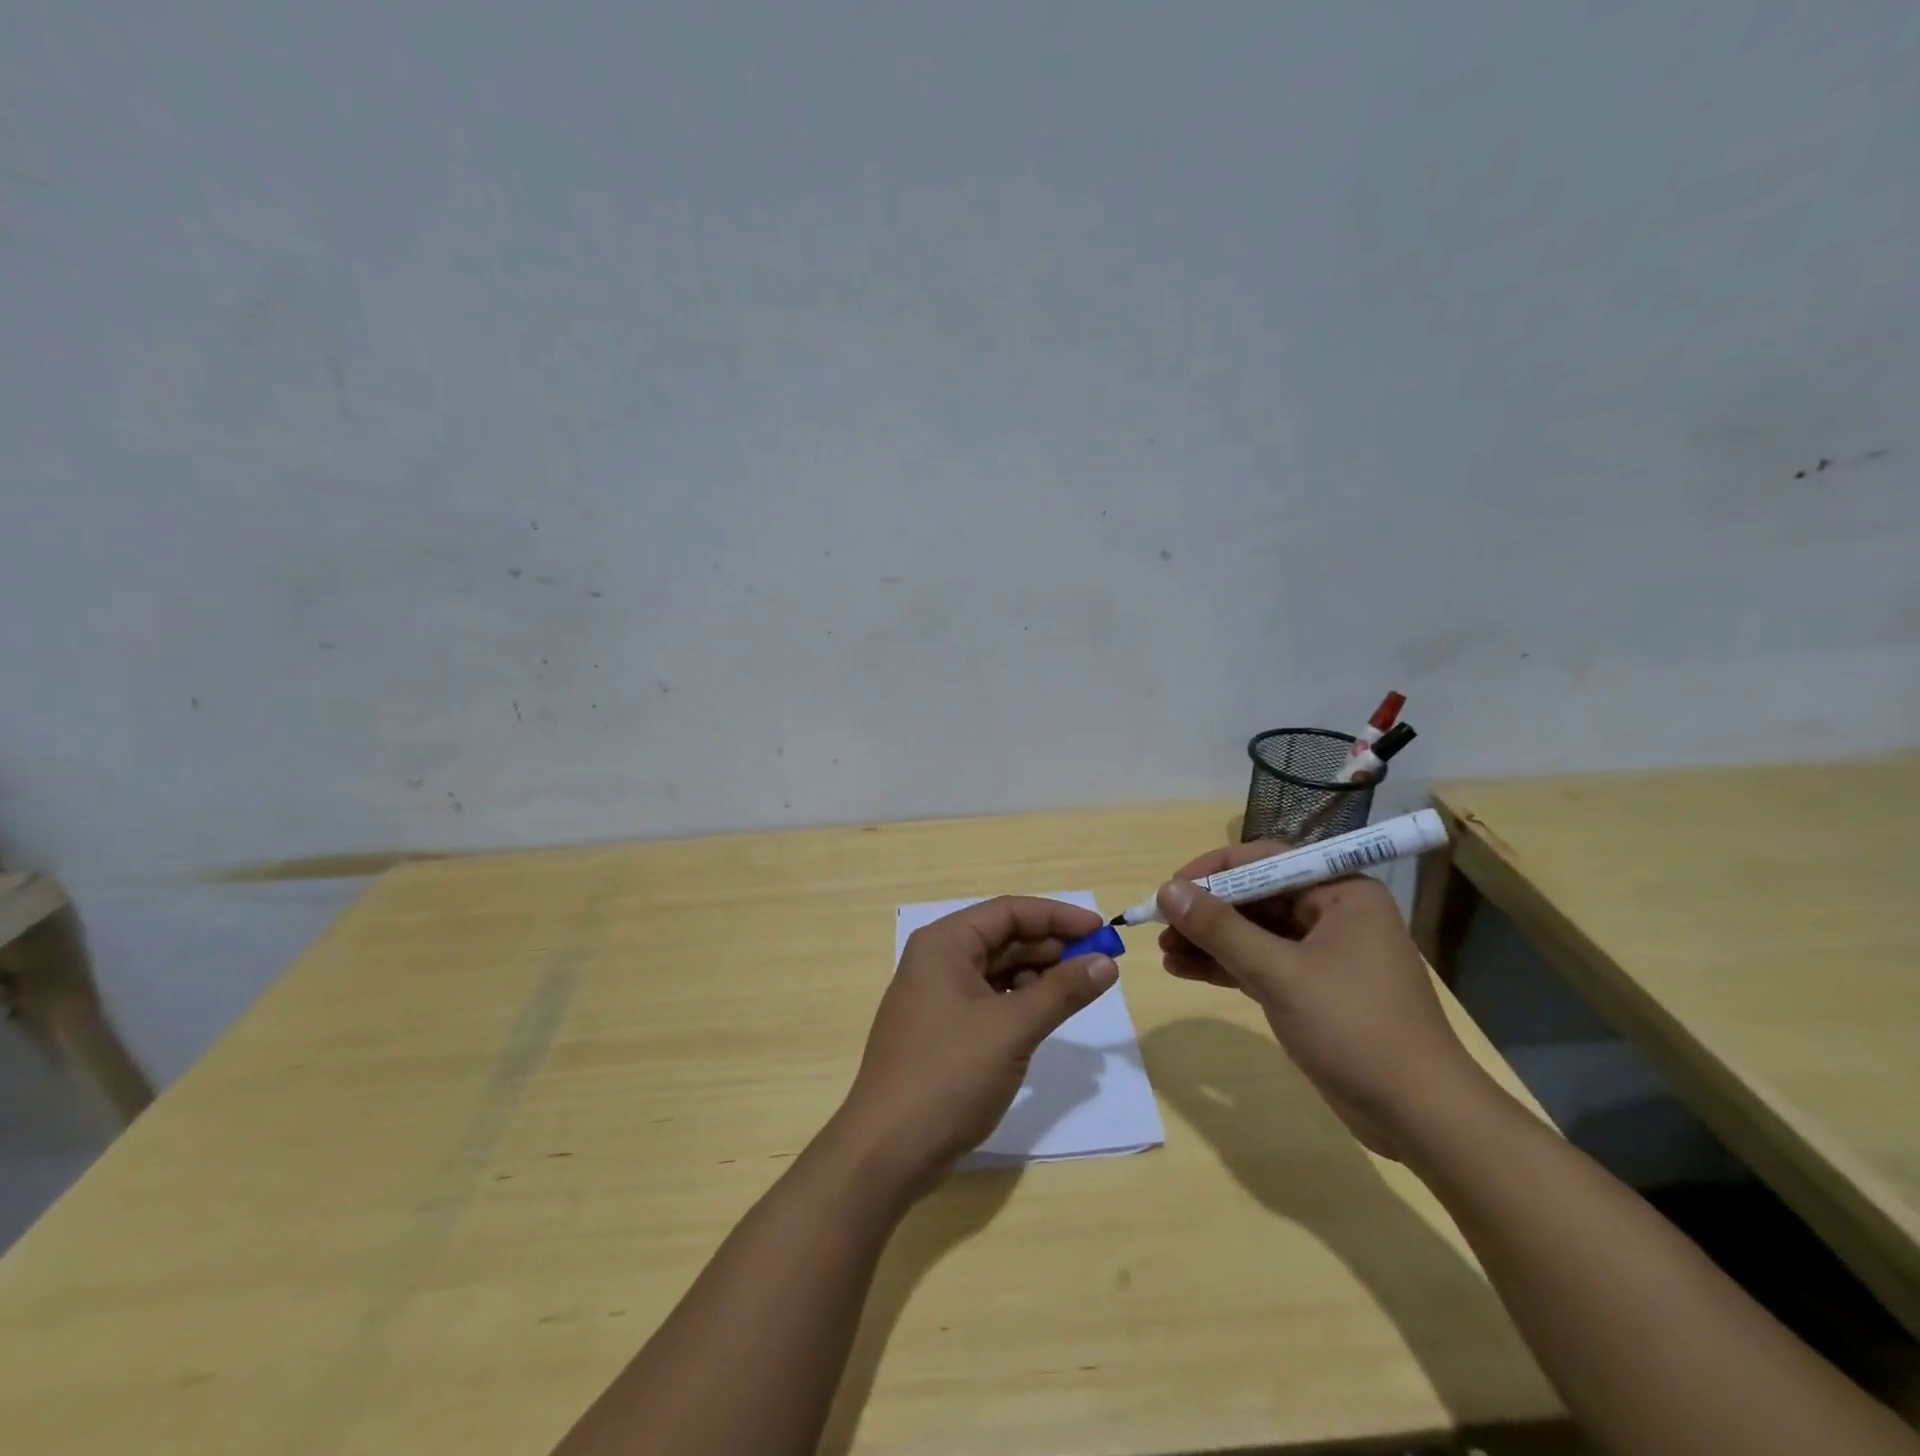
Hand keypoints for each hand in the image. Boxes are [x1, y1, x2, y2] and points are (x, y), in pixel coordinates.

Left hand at [832, 896, 1118, 1193]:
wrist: (888, 1150)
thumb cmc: (949, 1074)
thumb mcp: (1013, 1028)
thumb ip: (1062, 991)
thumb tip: (1106, 963)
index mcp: (944, 944)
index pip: (1008, 911)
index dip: (1057, 916)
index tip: (1101, 930)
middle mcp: (937, 960)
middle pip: (1003, 938)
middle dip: (1051, 947)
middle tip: (1099, 963)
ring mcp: (936, 997)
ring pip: (997, 970)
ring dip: (1038, 975)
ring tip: (1078, 989)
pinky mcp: (941, 1030)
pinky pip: (988, 1000)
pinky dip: (1019, 1002)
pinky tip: (1044, 1016)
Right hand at [1156, 842, 1489, 1157]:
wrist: (1420, 1116)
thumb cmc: (1356, 1029)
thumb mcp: (1280, 973)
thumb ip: (1221, 929)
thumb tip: (1166, 891)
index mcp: (1341, 892)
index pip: (1265, 861)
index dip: (1213, 871)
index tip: (1170, 890)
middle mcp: (1333, 913)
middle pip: (1255, 897)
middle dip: (1207, 912)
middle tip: (1160, 927)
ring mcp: (1323, 952)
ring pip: (1254, 932)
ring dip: (1210, 941)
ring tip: (1164, 951)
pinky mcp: (1313, 988)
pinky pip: (1260, 963)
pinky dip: (1226, 965)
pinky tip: (1184, 970)